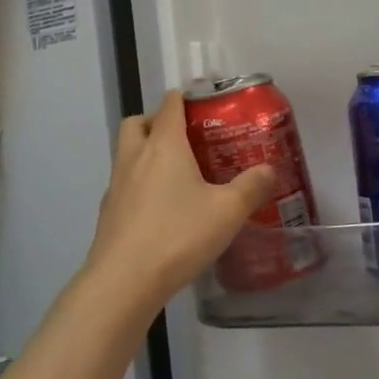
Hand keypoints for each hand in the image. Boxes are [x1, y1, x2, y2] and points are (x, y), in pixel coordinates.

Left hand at [80, 90, 279, 314]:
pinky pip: (124, 184)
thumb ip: (251, 187)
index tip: (202, 102)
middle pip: (138, 122)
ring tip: (176, 175)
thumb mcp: (227, 211)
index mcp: (163, 145)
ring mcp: (116, 185)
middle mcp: (134, 156)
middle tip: (183, 137)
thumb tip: (270, 170)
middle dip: (156, 120)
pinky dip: (139, 184)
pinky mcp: (108, 212)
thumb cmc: (178, 235)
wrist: (124, 280)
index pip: (169, 105)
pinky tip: (160, 209)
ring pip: (126, 152)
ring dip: (146, 152)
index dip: (184, 98)